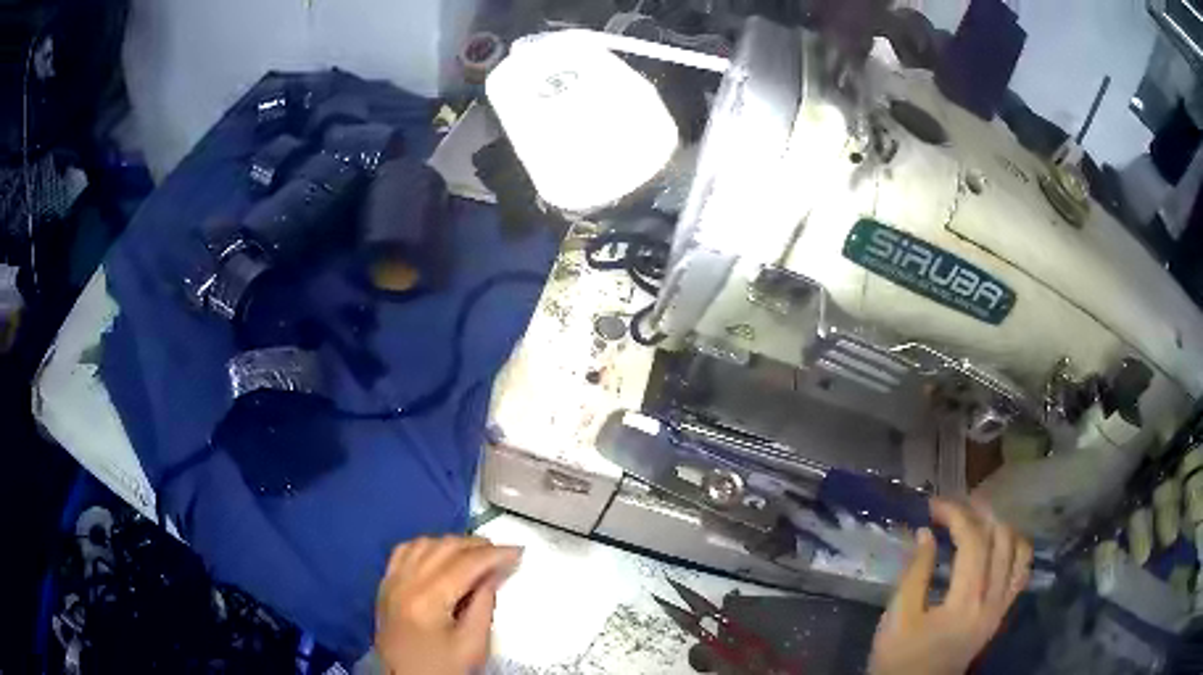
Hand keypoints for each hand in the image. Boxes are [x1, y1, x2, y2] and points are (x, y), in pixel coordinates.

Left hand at [375, 536, 522, 674]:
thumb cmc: (442, 668)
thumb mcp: (473, 644)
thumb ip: (484, 604)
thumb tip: (494, 572)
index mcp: (427, 600)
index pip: (465, 564)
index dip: (495, 554)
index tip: (518, 551)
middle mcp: (405, 583)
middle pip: (444, 548)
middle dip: (476, 545)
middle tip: (502, 553)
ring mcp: (391, 582)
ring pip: (423, 543)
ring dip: (452, 543)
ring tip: (475, 554)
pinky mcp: (385, 585)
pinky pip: (404, 551)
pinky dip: (426, 546)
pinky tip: (440, 554)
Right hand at [869, 498, 1031, 674]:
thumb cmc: (899, 659)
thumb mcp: (897, 618)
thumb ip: (914, 574)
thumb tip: (926, 533)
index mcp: (965, 602)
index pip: (973, 542)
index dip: (956, 515)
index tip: (933, 505)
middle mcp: (993, 600)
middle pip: (1000, 539)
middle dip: (979, 513)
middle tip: (954, 506)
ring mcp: (1001, 607)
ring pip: (1019, 550)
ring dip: (1001, 527)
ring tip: (979, 519)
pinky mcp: (1001, 614)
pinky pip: (1021, 571)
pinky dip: (1015, 548)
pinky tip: (999, 544)